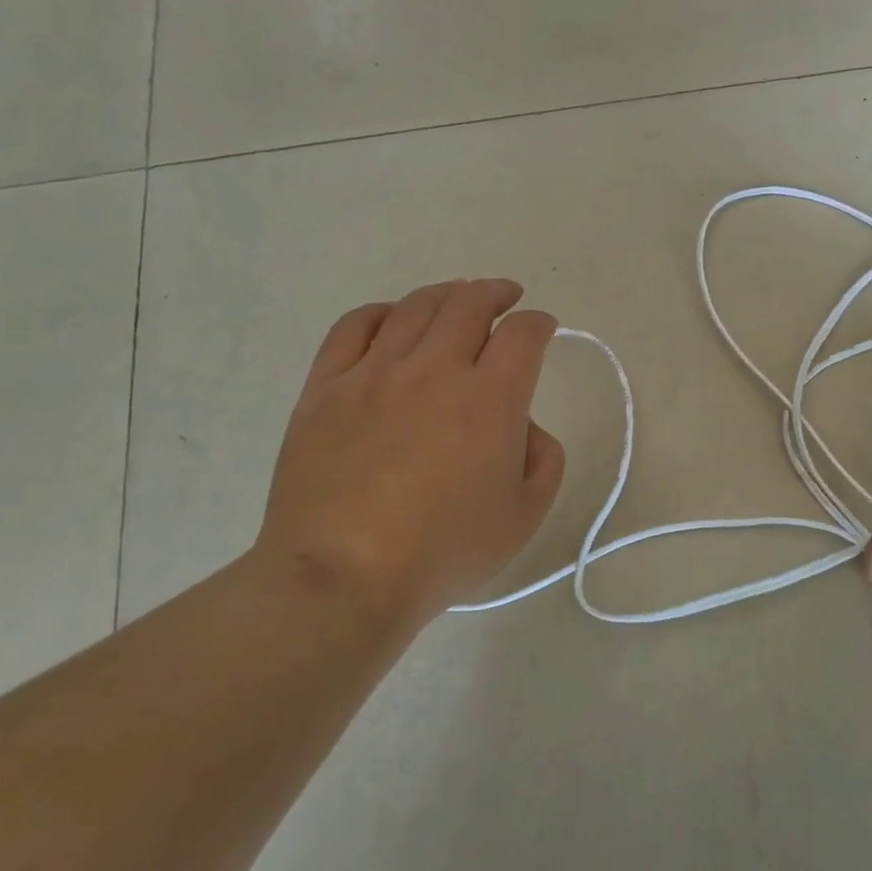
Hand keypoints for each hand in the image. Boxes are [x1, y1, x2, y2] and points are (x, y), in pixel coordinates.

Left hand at [253, 279, 565, 629]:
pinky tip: (391, 319)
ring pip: (415, 307)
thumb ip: (545, 459)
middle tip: (505, 297)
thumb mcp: (524, 516)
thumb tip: (524, 425)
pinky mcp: (326, 387)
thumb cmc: (443, 552)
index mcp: (490, 398)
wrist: (343, 577)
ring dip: (446, 294)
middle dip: (496, 293)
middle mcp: (435, 369)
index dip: (539, 324)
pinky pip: (354, 327)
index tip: (542, 328)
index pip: (523, 334)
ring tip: (456, 298)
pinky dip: (381, 312)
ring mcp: (375, 373)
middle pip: (469, 304)